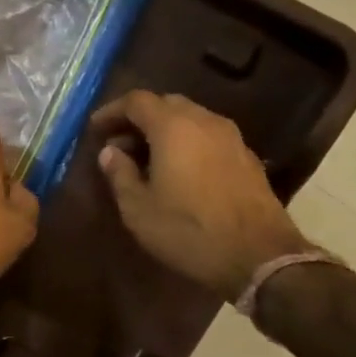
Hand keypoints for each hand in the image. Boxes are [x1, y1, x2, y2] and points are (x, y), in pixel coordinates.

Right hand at [92, 90, 310, 301]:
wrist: (260, 256)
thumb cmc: (189, 231)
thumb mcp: (139, 209)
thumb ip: (120, 174)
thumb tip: (110, 152)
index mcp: (173, 126)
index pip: (136, 101)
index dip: (112, 111)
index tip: (95, 129)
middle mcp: (204, 121)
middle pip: (166, 104)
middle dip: (139, 119)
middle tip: (120, 144)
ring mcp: (231, 137)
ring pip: (190, 118)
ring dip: (165, 130)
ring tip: (147, 159)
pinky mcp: (247, 157)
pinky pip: (208, 136)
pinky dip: (187, 142)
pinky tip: (179, 170)